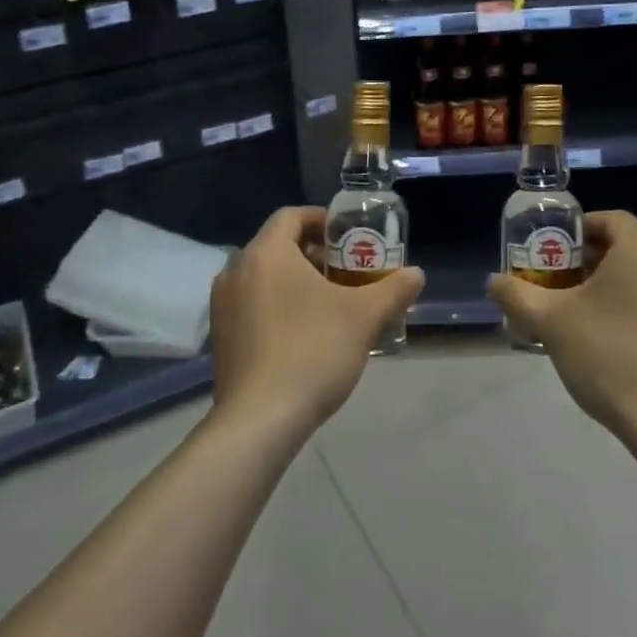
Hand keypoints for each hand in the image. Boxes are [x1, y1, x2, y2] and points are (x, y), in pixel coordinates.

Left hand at [208, 206, 425, 436]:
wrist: (259, 420)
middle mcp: (236, 270)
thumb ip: (393, 289)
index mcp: (265, 254)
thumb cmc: (312, 352)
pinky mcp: (220, 336)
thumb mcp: (363, 317)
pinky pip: (252, 304)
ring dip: (296, 281)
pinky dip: (277, 304)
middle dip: (315, 254)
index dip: (323, 220)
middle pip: (278, 246)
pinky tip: (304, 333)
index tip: (350, 237)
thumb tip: (416, 274)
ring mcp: (223, 305)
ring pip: (264, 277)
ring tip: (330, 304)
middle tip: (348, 273)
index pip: (291, 216)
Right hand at [488, 211, 636, 441]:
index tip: (551, 251)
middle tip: (555, 282)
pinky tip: (606, 333)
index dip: (577, 230)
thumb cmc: (609, 356)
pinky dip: (631, 302)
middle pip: (625, 246)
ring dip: (609, 282)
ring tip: (575, 309)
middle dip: (587, 259)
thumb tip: (493, 281)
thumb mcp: (550, 321)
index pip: (609, 219)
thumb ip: (516, 294)